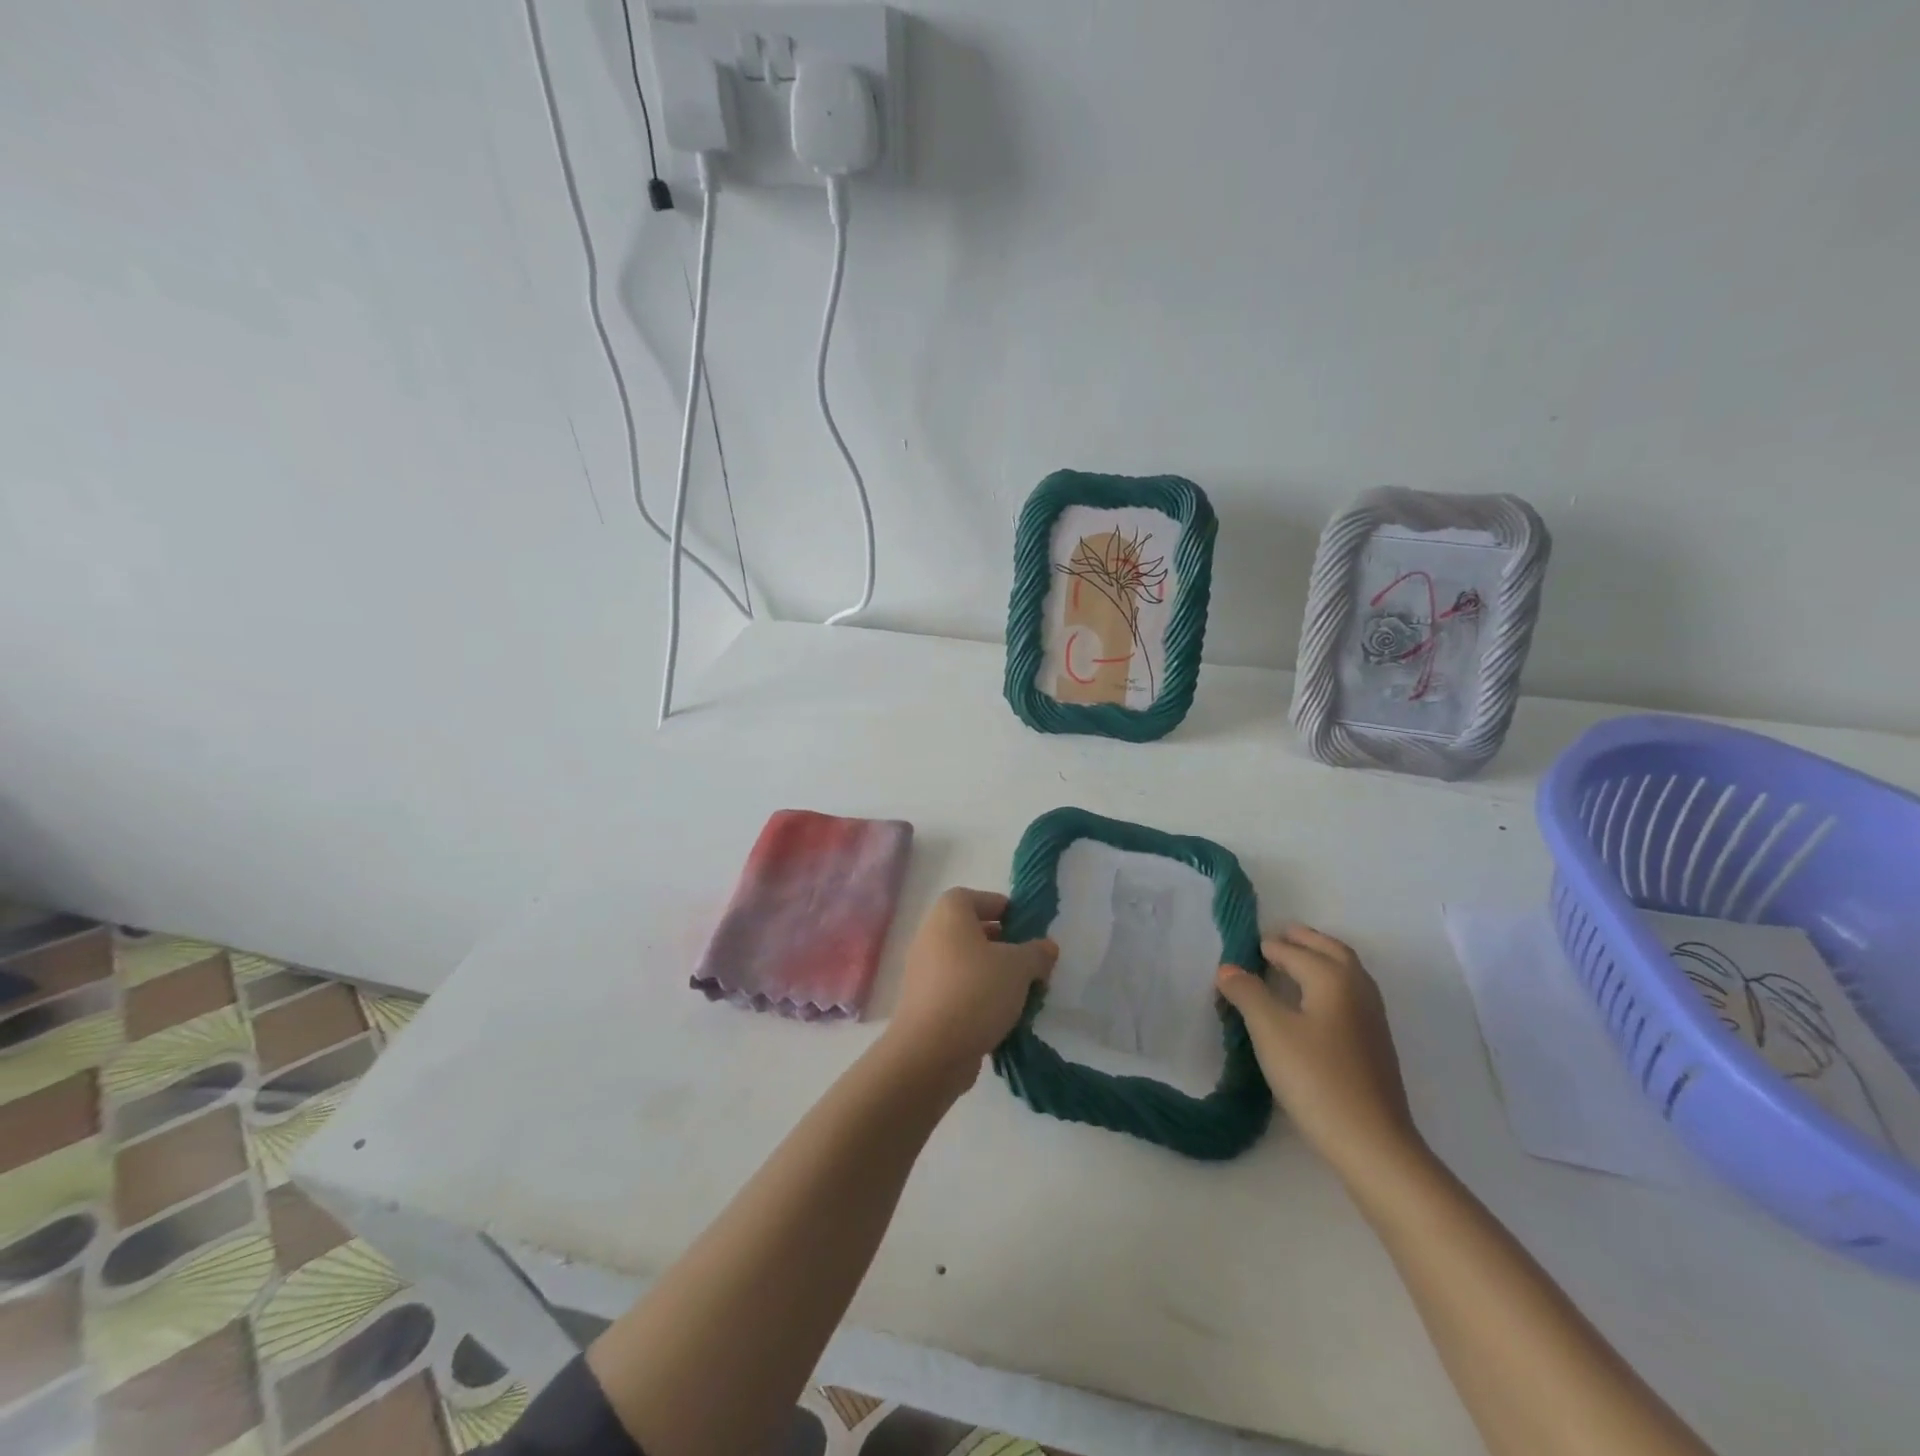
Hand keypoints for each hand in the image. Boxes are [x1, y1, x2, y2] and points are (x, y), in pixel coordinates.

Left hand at [884, 888, 1057, 1089]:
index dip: (1001, 907)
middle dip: (1003, 945)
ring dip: (993, 975)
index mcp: (949, 914)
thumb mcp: (1019, 967)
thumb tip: (1046, 947)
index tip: (1026, 926)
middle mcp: (931, 936)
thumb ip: (1037, 953)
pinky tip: (1002, 1017)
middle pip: (971, 931)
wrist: (930, 1051)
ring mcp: (924, 971)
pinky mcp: (924, 1003)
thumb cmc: (975, 991)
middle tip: (1030, 962)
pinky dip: (978, 997)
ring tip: (1022, 994)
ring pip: (966, 963)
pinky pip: (957, 990)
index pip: (975, 897)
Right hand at [1216, 925, 1422, 1178]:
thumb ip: (1247, 993)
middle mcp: (1358, 988)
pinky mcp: (1375, 1044)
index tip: (1240, 949)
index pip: (1293, 951)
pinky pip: (1349, 994)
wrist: (1373, 1143)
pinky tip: (1312, 1003)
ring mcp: (1372, 1017)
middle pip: (1330, 950)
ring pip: (1345, 971)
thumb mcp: (1270, 1031)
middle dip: (1302, 940)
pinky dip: (1329, 982)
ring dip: (1319, 958)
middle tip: (1273, 939)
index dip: (1265, 948)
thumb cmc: (1316, 1079)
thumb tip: (1229, 968)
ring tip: (1290, 964)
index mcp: (1333, 977)